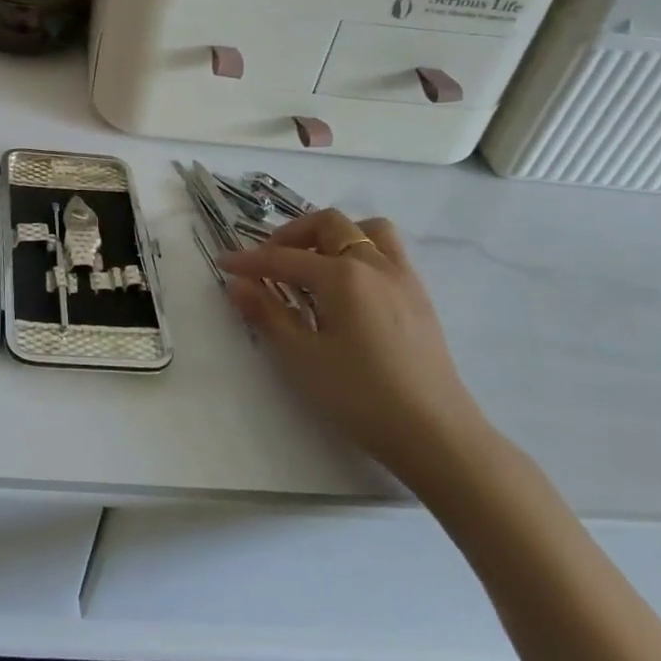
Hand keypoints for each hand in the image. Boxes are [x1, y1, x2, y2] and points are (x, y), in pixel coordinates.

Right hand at [219, 208, 487, 479]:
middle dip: (292, 235)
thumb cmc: (361, 397)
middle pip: (329, 225)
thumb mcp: (302, 358)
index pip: (284, 258)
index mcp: (342, 276)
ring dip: (334, 235)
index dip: (250, 260)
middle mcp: (374, 264)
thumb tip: (237, 284)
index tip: (224, 263)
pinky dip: (361, 252)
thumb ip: (267, 314)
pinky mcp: (419, 297)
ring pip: (367, 230)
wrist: (436, 435)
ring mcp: (402, 278)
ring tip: (314, 264)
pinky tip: (348, 288)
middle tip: (270, 261)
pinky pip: (388, 252)